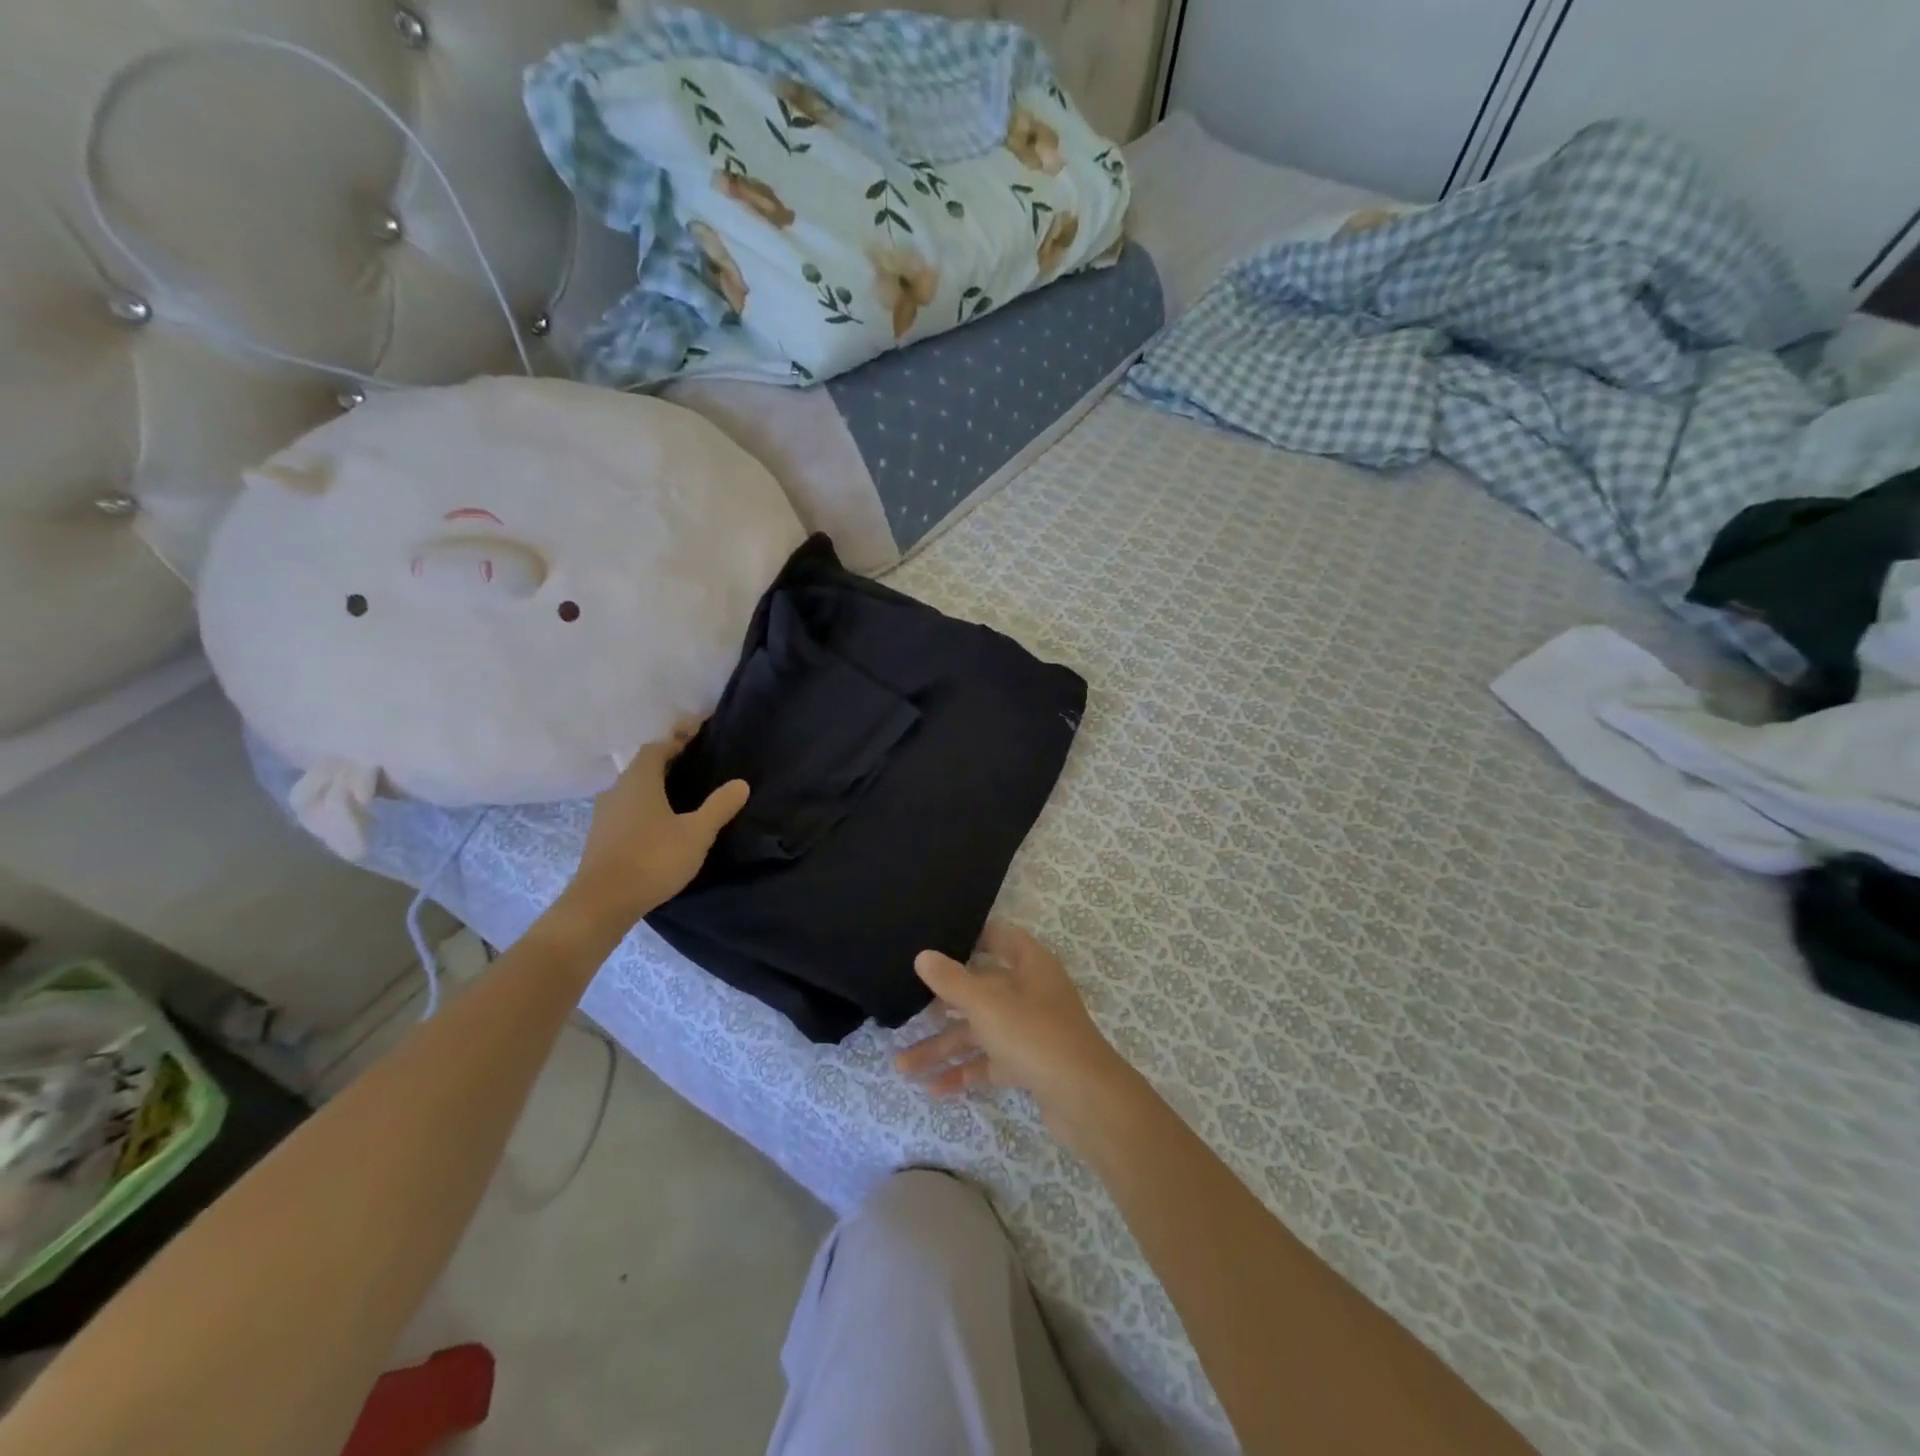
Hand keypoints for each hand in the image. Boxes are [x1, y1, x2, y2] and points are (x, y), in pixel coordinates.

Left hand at [562, 731, 748, 934]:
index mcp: (639, 780)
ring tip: (682, 795)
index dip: (678, 739)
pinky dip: (645, 808)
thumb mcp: (696, 833)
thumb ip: (719, 807)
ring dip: (655, 787)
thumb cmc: (653, 858)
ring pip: (633, 790)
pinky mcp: (600, 837)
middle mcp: (617, 789)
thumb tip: (740, 783)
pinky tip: (661, 824)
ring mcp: (604, 814)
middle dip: (668, 762)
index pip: (658, 747)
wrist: (602, 902)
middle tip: (696, 765)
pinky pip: (627, 810)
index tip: (699, 736)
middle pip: (644, 767)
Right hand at [895, 923, 1130, 1140]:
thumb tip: (922, 955)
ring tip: (902, 1066)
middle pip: (980, 989)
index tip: (936, 938)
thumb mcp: (986, 1003)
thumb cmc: (1034, 1034)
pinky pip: (989, 1062)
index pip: (998, 936)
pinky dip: (964, 1072)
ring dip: (943, 1048)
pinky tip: (933, 1088)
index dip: (970, 935)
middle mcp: (1030, 991)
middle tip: (904, 1008)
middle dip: (941, 1004)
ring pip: (979, 1032)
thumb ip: (951, 980)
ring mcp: (1030, 1029)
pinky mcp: (1029, 1064)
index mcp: (1029, 964)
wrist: (1084, 1098)